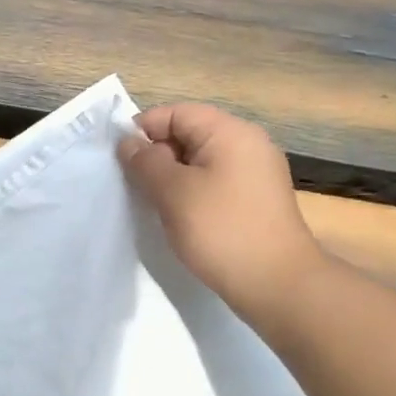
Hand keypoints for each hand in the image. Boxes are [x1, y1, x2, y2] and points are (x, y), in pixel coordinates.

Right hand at [118, 103, 326, 311]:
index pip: (177, 113)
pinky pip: (214, 182)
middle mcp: (247, 144)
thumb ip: (146, 162)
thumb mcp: (174, 193)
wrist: (276, 283)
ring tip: (152, 203)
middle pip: (190, 134)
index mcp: (231, 132)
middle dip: (157, 155)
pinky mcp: (255, 200)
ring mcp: (255, 173)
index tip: (119, 160)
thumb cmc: (221, 230)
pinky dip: (191, 193)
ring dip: (172, 177)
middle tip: (133, 185)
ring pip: (200, 161)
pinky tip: (178, 217)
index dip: (144, 129)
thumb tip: (129, 143)